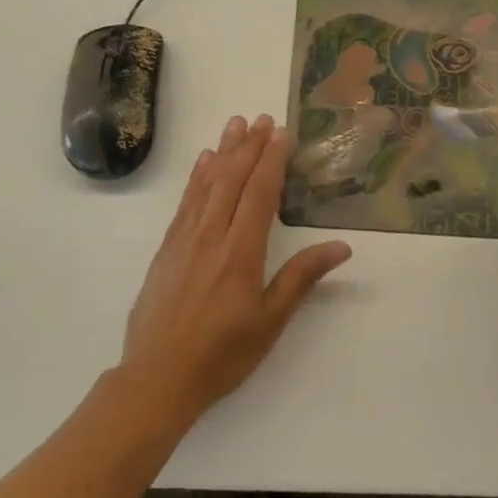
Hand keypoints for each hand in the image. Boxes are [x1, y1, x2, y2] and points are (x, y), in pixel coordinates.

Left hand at [120, 113, 351, 424]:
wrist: (157, 378)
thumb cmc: (222, 354)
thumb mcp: (269, 322)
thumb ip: (301, 278)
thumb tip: (341, 247)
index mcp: (240, 253)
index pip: (259, 194)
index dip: (270, 161)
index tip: (279, 132)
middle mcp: (210, 236)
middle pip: (231, 180)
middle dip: (248, 147)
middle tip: (261, 119)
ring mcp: (184, 240)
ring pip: (206, 185)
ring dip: (223, 153)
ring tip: (234, 125)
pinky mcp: (166, 249)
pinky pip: (185, 203)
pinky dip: (196, 178)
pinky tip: (204, 163)